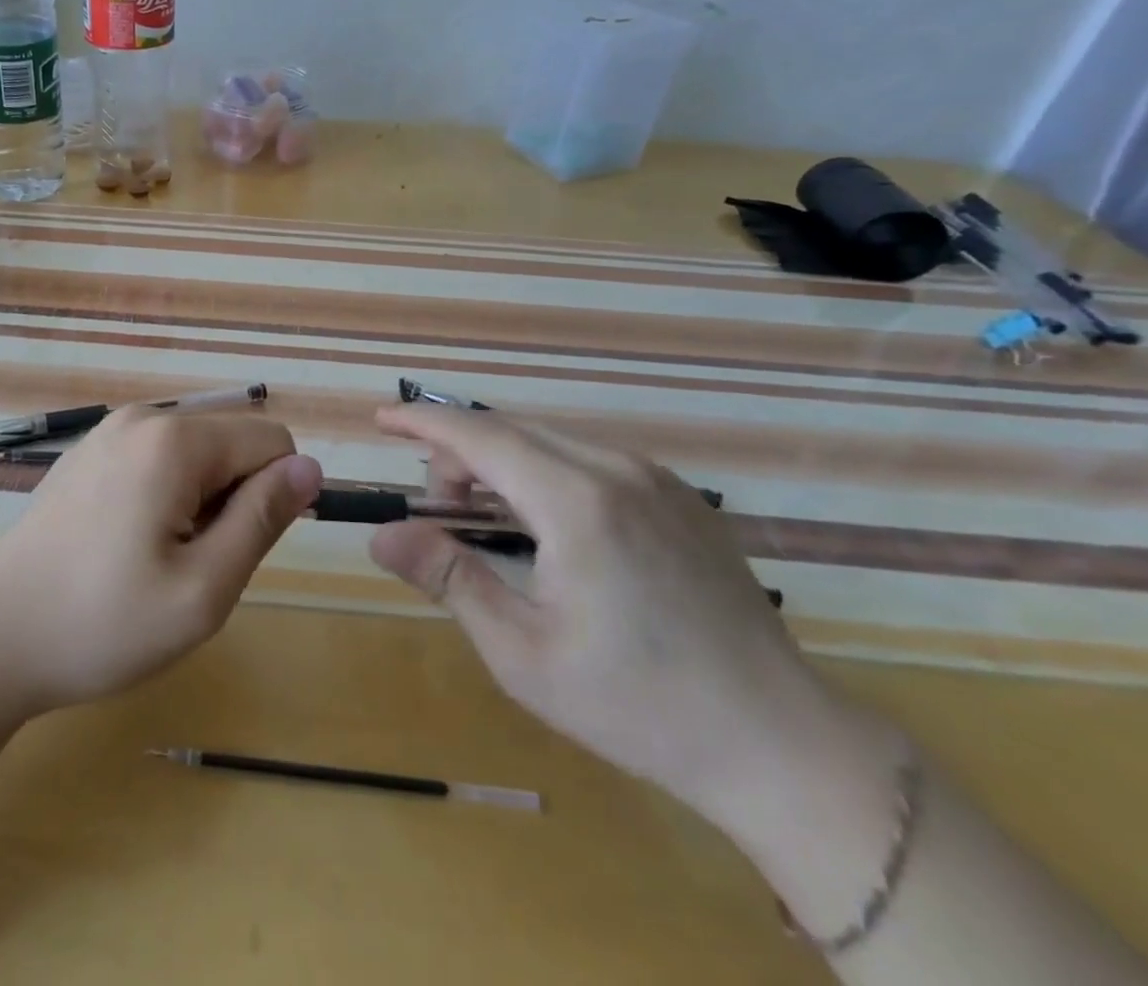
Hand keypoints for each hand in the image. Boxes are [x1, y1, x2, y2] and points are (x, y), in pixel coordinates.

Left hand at [0, 409, 322, 719]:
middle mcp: (142, 418)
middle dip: (233, 499)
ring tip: (156, 560)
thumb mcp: (203, 588)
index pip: (272, 440)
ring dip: (199, 504)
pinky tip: (125, 548)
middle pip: (231, 443)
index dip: (274, 498)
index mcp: (173, 439)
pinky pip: (156, 462)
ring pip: (196, 455)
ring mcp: (107, 433)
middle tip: (190, 565)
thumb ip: (263, 519)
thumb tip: (310, 467)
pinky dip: (164, 499)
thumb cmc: (101, 623)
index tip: (233, 551)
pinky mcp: (87, 455)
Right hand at [368, 405, 900, 866]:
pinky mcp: (682, 497)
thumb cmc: (636, 705)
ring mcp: (657, 479)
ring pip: (551, 441)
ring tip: (485, 518)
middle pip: (512, 430)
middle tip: (436, 507)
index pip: (479, 435)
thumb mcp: (522, 652)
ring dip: (502, 462)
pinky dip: (545, 471)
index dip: (423, 421)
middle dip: (458, 452)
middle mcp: (617, 470)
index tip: (381, 418)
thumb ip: (448, 577)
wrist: (781, 745)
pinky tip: (546, 524)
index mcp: (576, 502)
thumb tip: (381, 534)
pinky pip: (591, 460)